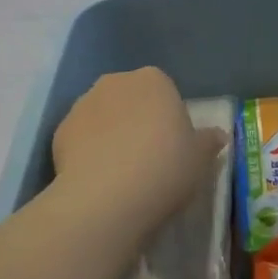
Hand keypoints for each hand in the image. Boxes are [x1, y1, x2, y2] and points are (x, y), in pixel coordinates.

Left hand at [53, 68, 226, 233]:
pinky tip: (97, 180)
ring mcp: (83, 104)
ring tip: (120, 174)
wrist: (106, 198)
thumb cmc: (164, 169)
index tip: (172, 147)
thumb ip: (208, 142)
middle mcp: (115, 82)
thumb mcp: (200, 159)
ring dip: (110, 134)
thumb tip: (218, 135)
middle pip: (130, 99)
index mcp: (154, 80)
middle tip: (147, 159)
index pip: (164, 91)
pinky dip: (87, 152)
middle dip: (136, 120)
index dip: (168, 118)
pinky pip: (80, 138)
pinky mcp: (59, 131)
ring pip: (102, 116)